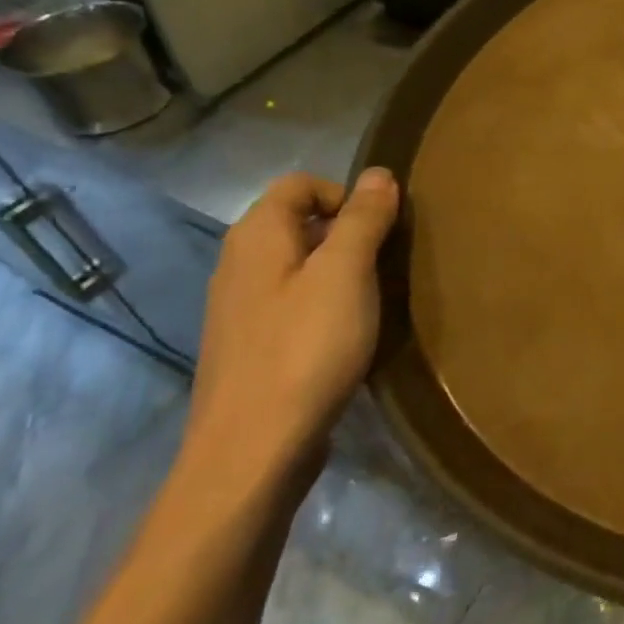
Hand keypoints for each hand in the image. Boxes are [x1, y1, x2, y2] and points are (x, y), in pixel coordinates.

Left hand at [185, 169, 400, 483]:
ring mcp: (239, 308)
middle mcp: (238, 263)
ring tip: (373, 299)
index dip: (346, 194)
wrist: (253, 449)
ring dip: (339, 271)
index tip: (382, 229)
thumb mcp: (346, 274)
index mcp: (256, 237)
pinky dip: (323, 305)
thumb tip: (379, 174)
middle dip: (347, 233)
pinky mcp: (249, 346)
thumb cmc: (305, 348)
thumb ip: (363, 220)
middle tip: (386, 264)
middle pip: (297, 223)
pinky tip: (346, 335)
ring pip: (297, 266)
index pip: (300, 184)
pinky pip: (292, 303)